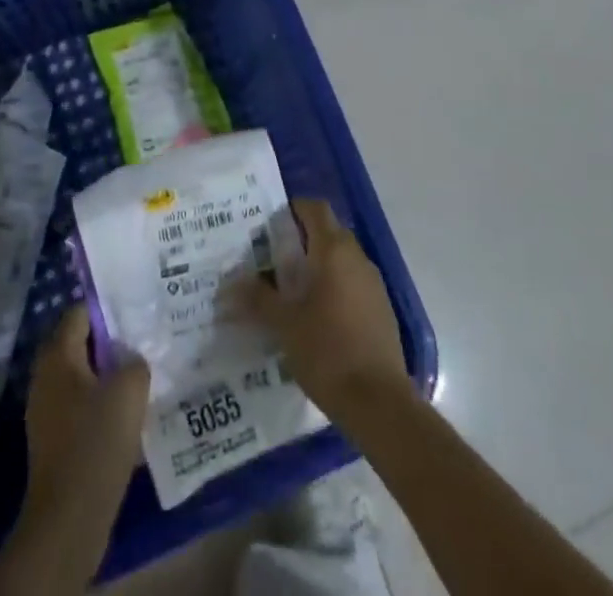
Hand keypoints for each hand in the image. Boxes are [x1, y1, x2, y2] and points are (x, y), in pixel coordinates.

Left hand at [22, 304, 148, 523]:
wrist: (68, 519)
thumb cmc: (96, 442)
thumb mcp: (129, 391)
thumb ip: (135, 362)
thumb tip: (131, 359)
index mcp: (58, 354)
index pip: (80, 312)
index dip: (108, 309)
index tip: (136, 314)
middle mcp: (45, 375)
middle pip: (80, 344)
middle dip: (110, 344)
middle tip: (141, 344)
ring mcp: (45, 409)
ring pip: (81, 377)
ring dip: (106, 376)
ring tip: (139, 379)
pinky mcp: (52, 439)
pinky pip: (79, 406)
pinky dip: (99, 405)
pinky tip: (124, 416)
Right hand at [239, 198, 409, 421]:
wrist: (379, 403)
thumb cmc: (327, 351)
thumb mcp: (284, 325)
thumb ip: (258, 299)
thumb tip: (230, 285)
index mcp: (333, 251)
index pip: (315, 209)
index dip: (294, 209)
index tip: (271, 226)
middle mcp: (357, 258)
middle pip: (329, 232)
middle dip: (302, 241)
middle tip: (274, 261)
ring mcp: (373, 284)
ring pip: (342, 259)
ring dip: (319, 266)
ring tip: (292, 292)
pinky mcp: (382, 310)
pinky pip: (354, 283)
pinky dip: (335, 288)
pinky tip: (318, 318)